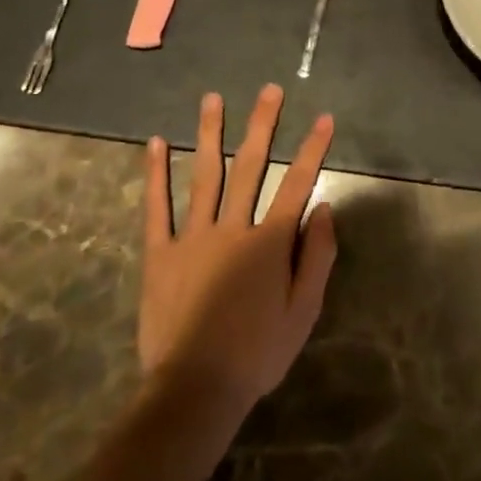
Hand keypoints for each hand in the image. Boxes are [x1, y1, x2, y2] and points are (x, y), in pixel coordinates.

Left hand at [139, 84, 336, 418]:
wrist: (196, 390)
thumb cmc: (257, 353)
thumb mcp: (303, 312)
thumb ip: (317, 257)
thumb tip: (325, 208)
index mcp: (269, 242)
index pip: (297, 184)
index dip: (313, 149)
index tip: (323, 118)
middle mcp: (233, 227)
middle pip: (251, 166)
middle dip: (263, 125)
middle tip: (269, 90)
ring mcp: (193, 236)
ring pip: (205, 175)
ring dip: (210, 134)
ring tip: (212, 99)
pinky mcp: (160, 252)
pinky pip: (158, 207)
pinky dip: (156, 174)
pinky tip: (155, 143)